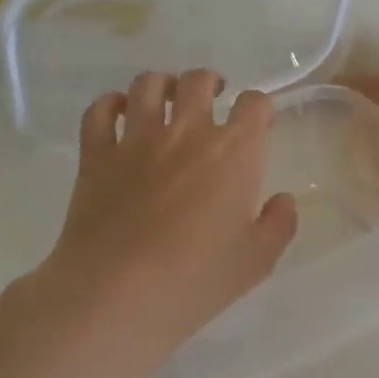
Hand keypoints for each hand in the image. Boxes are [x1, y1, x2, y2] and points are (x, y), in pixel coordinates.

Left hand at [31, 69, 298, 356]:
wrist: (116, 296)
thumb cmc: (195, 280)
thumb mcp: (257, 261)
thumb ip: (279, 224)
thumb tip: (282, 199)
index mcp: (233, 152)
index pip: (254, 104)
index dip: (261, 107)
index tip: (260, 123)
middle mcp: (187, 132)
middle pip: (199, 81)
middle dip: (211, 83)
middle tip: (214, 99)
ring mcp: (137, 139)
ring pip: (148, 85)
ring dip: (162, 84)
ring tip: (167, 97)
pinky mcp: (96, 155)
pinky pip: (99, 112)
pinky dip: (110, 104)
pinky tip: (119, 112)